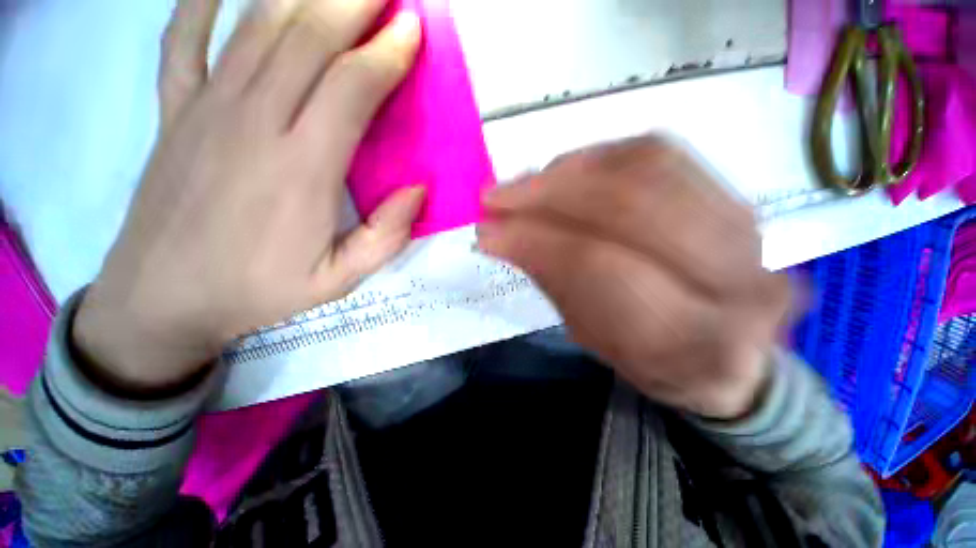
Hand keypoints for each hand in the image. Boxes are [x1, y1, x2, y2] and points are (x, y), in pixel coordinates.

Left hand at [74, 0, 423, 391]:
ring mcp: (205, 110)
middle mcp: (253, 122)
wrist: (163, 301)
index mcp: (301, 169)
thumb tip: (418, 190)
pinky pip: (181, 40)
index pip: (351, 87)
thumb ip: (386, 236)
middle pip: (306, 38)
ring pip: (257, 27)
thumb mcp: (340, 279)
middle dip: (352, 3)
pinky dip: (201, 2)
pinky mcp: (173, 114)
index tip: (412, 29)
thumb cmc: (258, 291)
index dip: (386, 53)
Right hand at [478, 137, 791, 418]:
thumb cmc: (651, 356)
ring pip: (641, 167)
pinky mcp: (730, 192)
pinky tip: (562, 171)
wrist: (725, 345)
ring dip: (566, 171)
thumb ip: (550, 278)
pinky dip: (597, 157)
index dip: (535, 240)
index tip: (487, 231)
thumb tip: (497, 233)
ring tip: (522, 184)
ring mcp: (741, 222)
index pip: (597, 265)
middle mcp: (733, 274)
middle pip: (624, 205)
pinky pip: (655, 154)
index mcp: (694, 338)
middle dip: (546, 195)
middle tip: (495, 197)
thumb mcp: (593, 335)